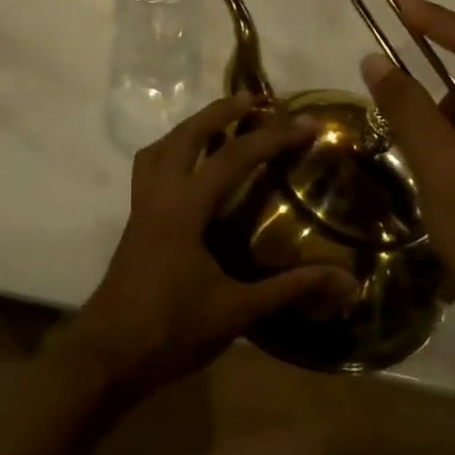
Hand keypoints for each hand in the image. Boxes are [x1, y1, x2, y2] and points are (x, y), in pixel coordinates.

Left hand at [64, 96, 356, 400]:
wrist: (106, 355)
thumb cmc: (169, 331)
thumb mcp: (235, 312)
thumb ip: (289, 290)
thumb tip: (348, 280)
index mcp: (183, 208)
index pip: (233, 158)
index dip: (272, 137)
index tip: (307, 123)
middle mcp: (158, 195)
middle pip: (187, 135)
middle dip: (220, 112)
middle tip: (253, 99)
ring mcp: (141, 206)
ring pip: (161, 147)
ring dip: (190, 128)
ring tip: (219, 124)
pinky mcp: (135, 221)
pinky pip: (150, 167)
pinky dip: (172, 152)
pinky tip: (190, 170)